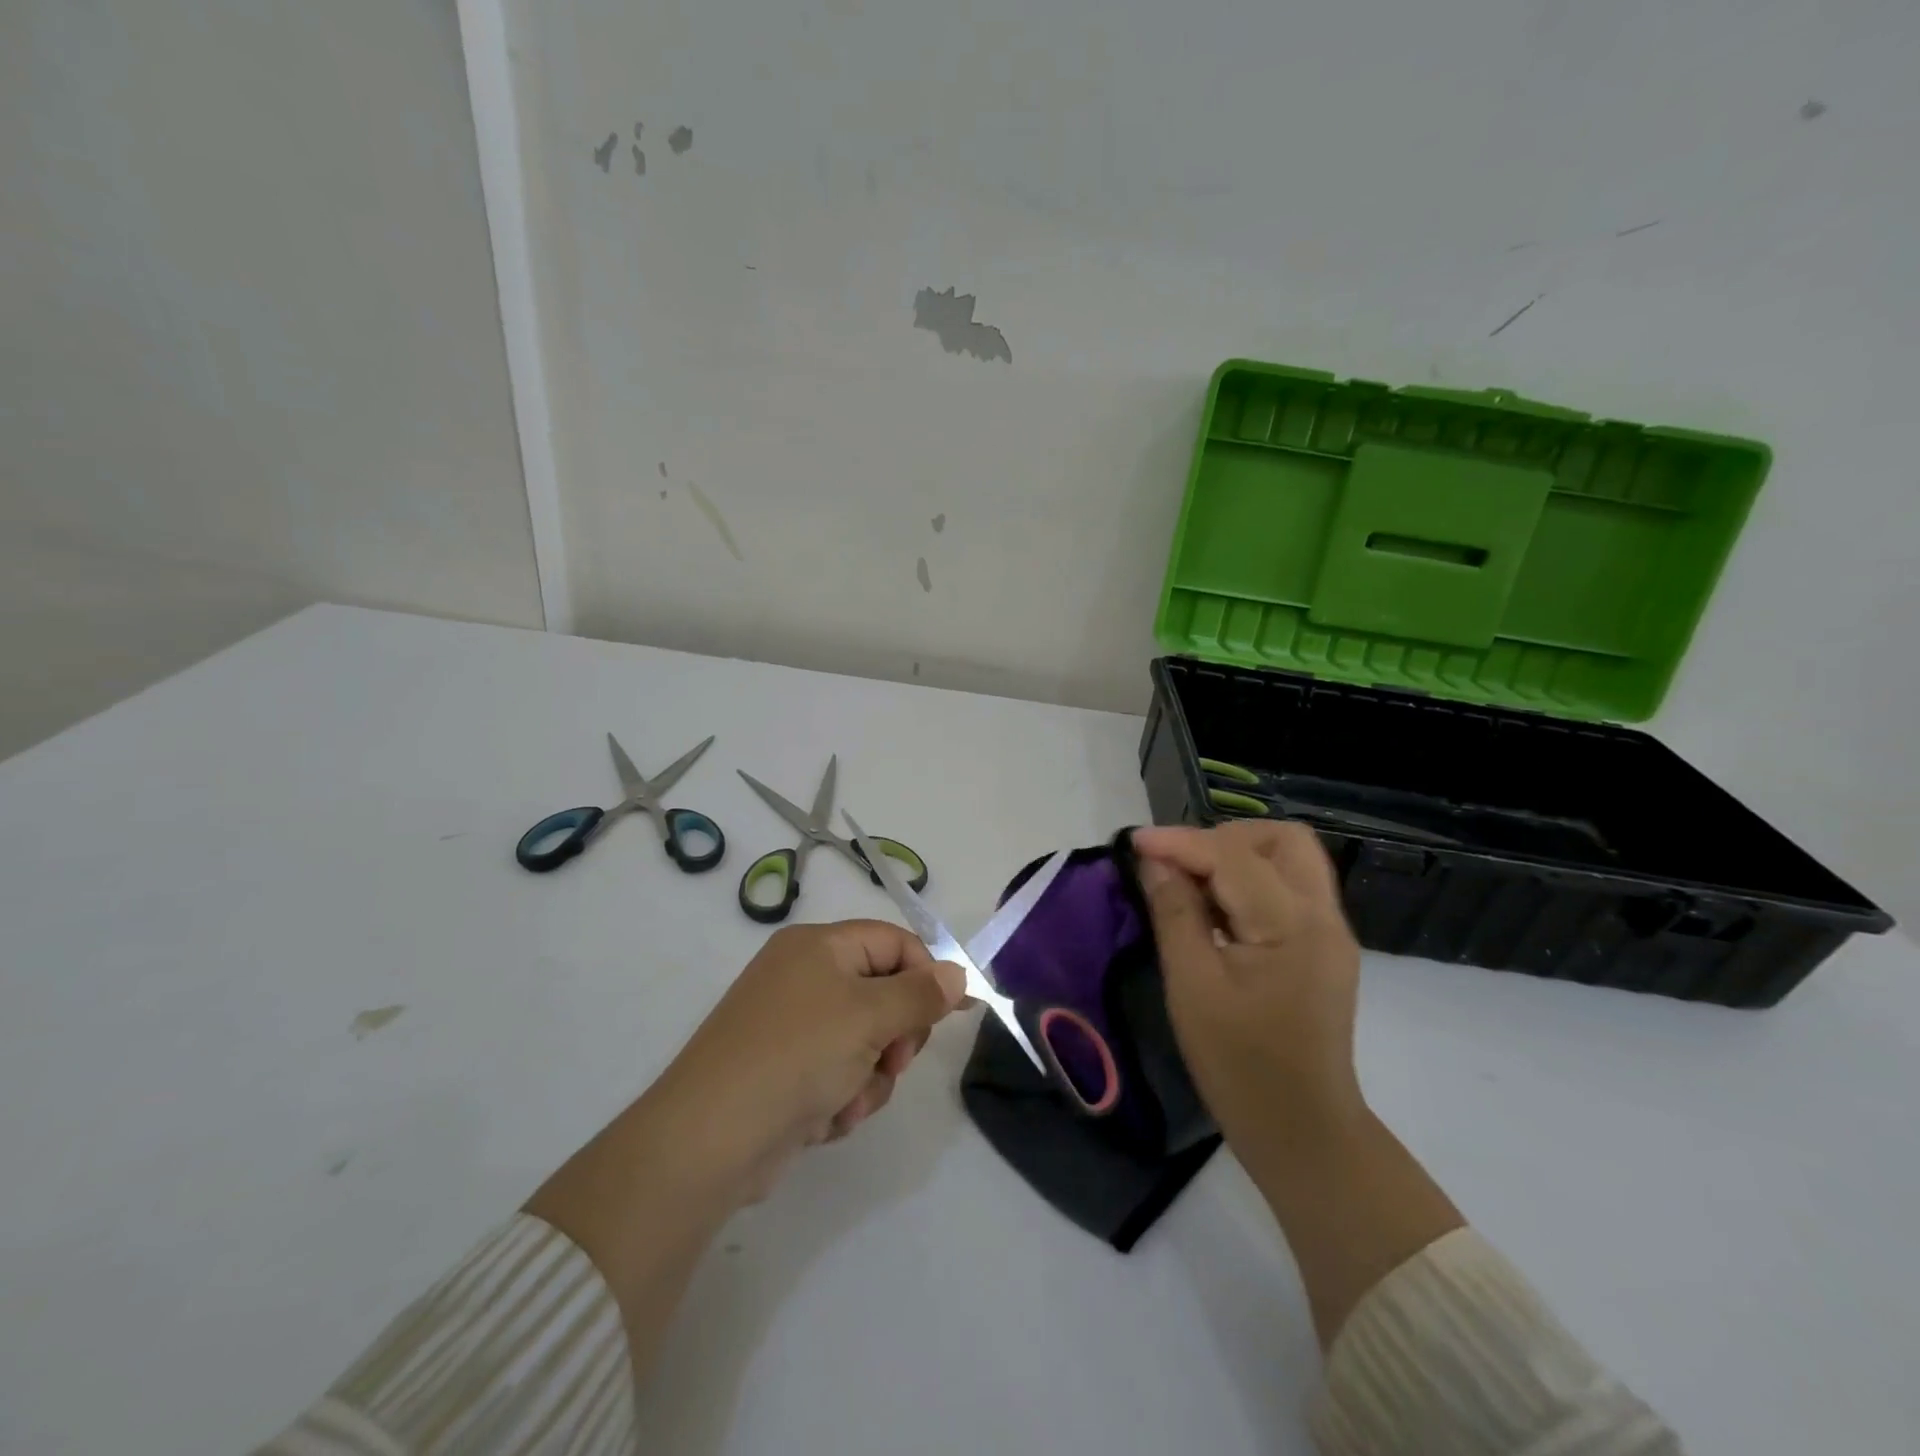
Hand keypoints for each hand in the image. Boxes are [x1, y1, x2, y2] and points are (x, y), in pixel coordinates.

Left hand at [654, 921, 966, 1198]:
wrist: (709, 1140)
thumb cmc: (797, 1056)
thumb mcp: (870, 1017)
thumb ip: (921, 994)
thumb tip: (958, 973)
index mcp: (819, 946)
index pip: (894, 942)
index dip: (928, 974)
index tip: (952, 1015)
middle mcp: (804, 977)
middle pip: (883, 994)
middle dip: (895, 1037)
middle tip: (892, 1061)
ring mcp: (792, 1026)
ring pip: (866, 1042)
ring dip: (870, 1077)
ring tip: (846, 1100)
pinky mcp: (785, 1071)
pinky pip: (839, 1073)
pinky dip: (842, 1097)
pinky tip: (822, 1119)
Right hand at [1132, 822, 1364, 1159]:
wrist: (1302, 1132)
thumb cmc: (1240, 1065)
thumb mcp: (1192, 986)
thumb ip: (1175, 912)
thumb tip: (1155, 861)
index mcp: (1293, 925)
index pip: (1233, 855)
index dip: (1180, 842)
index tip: (1133, 842)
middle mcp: (1323, 917)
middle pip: (1281, 840)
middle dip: (1222, 838)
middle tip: (1177, 864)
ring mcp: (1330, 933)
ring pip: (1288, 859)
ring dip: (1237, 856)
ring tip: (1191, 884)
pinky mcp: (1324, 949)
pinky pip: (1288, 889)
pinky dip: (1250, 881)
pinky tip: (1216, 910)